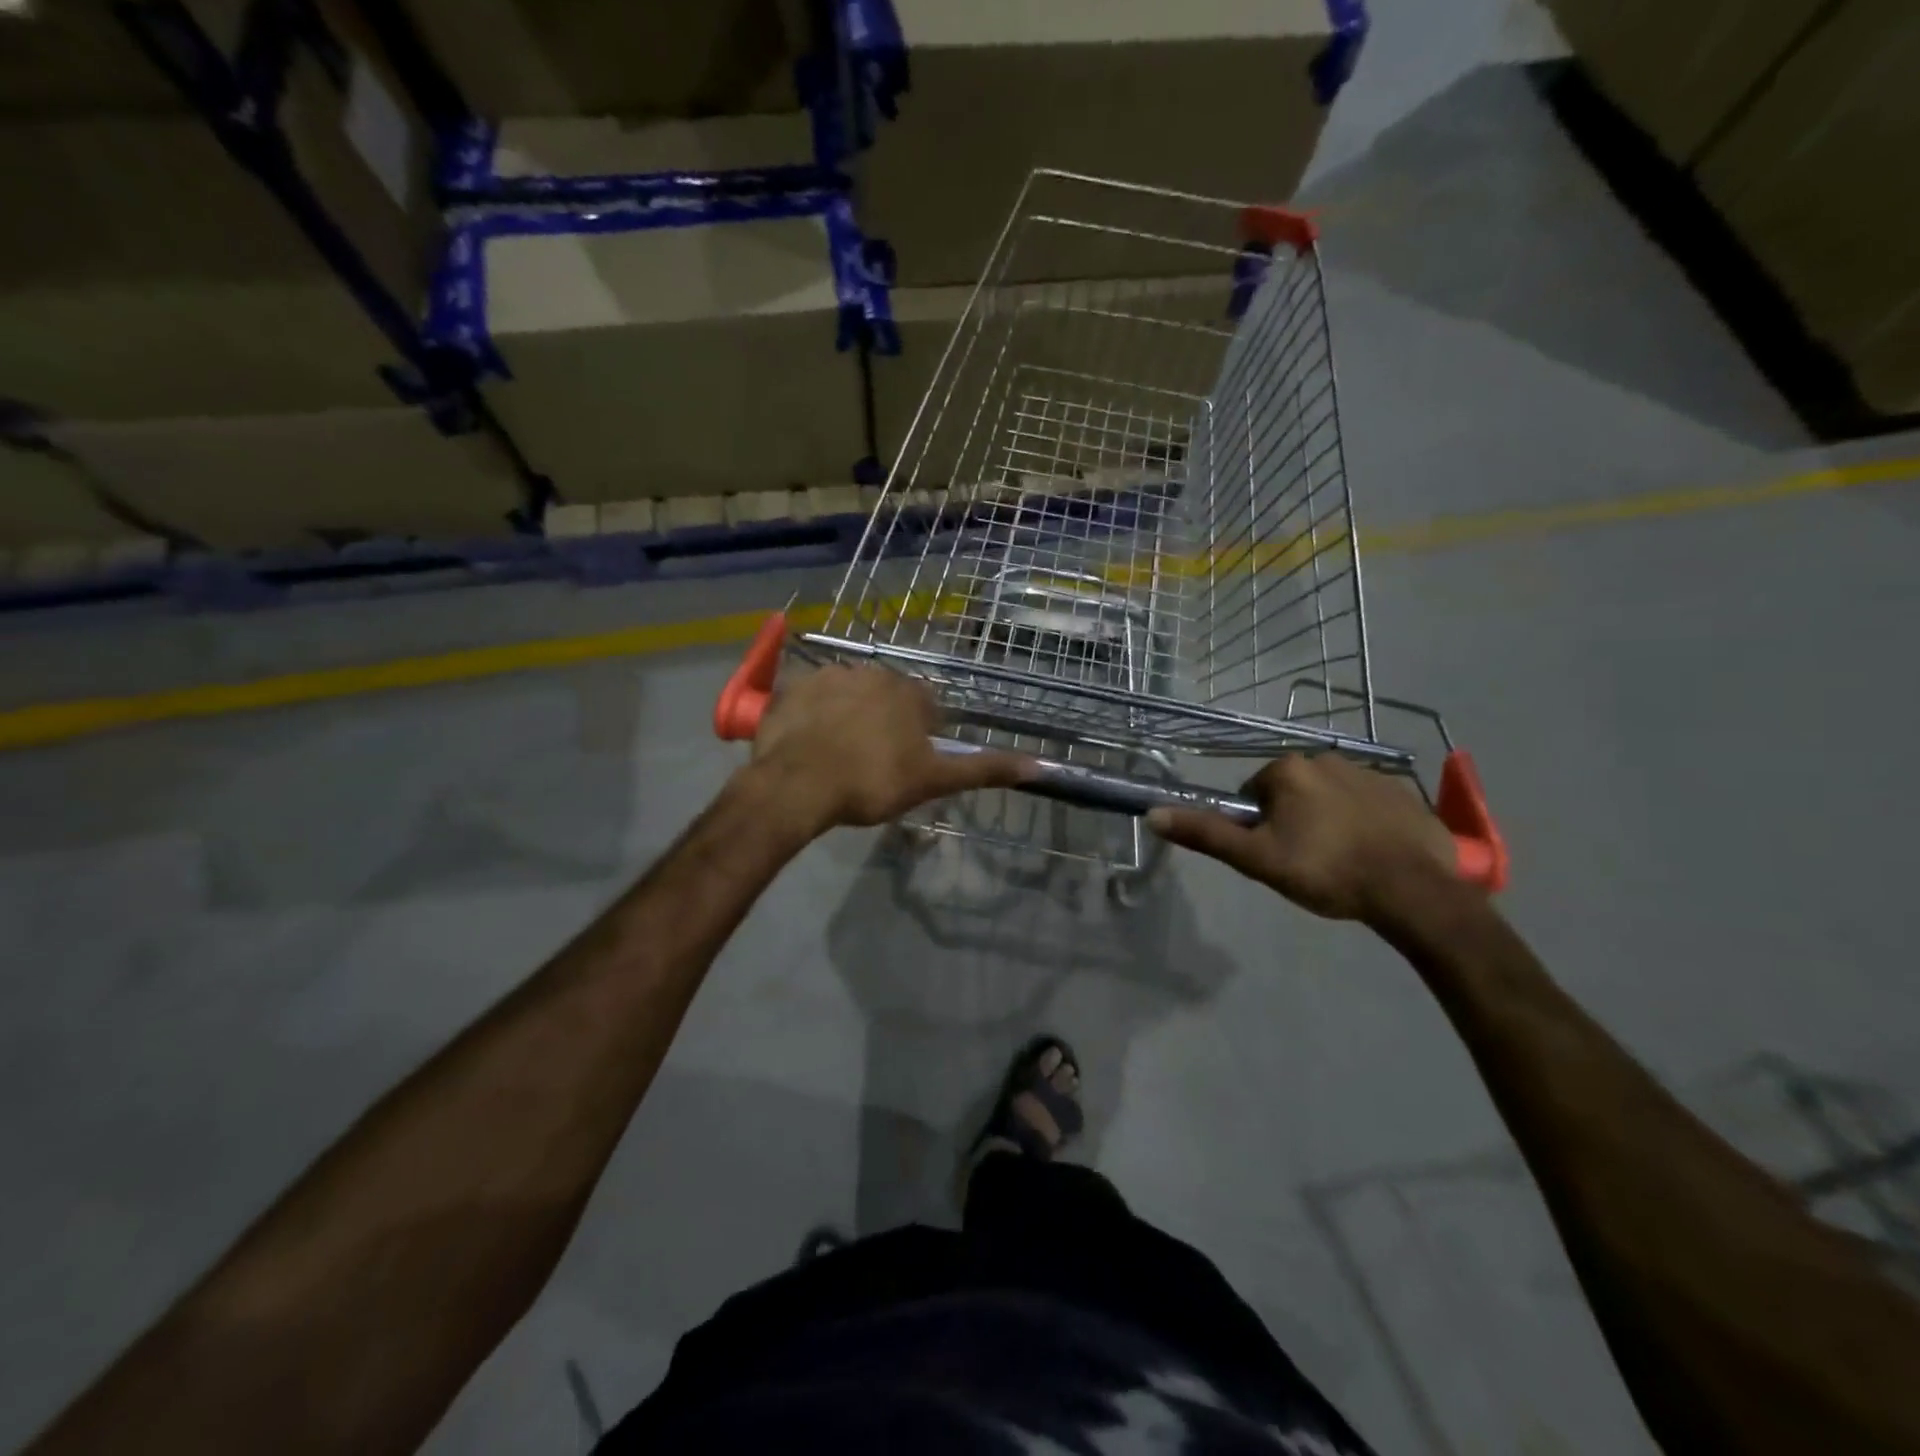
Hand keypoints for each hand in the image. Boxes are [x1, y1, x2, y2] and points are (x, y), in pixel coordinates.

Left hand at [747, 664, 1034, 830]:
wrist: (796, 785)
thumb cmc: (872, 782)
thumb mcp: (933, 780)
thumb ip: (983, 769)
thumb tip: (1039, 764)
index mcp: (908, 692)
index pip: (926, 708)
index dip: (920, 737)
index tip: (906, 765)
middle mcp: (872, 672)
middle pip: (887, 698)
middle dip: (885, 723)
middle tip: (872, 763)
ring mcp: (828, 675)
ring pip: (850, 695)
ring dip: (849, 716)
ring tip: (838, 755)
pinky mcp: (793, 687)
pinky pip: (812, 698)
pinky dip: (815, 716)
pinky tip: (810, 744)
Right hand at [1149, 752, 1461, 922]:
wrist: (1413, 890)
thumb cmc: (1326, 871)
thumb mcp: (1256, 858)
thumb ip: (1206, 834)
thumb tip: (1152, 813)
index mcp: (1287, 770)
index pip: (1254, 793)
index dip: (1258, 826)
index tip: (1275, 853)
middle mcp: (1326, 758)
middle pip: (1291, 791)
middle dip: (1292, 819)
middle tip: (1304, 860)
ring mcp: (1370, 772)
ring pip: (1329, 796)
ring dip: (1327, 819)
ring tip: (1340, 860)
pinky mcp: (1403, 792)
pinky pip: (1367, 802)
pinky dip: (1363, 822)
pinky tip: (1372, 853)